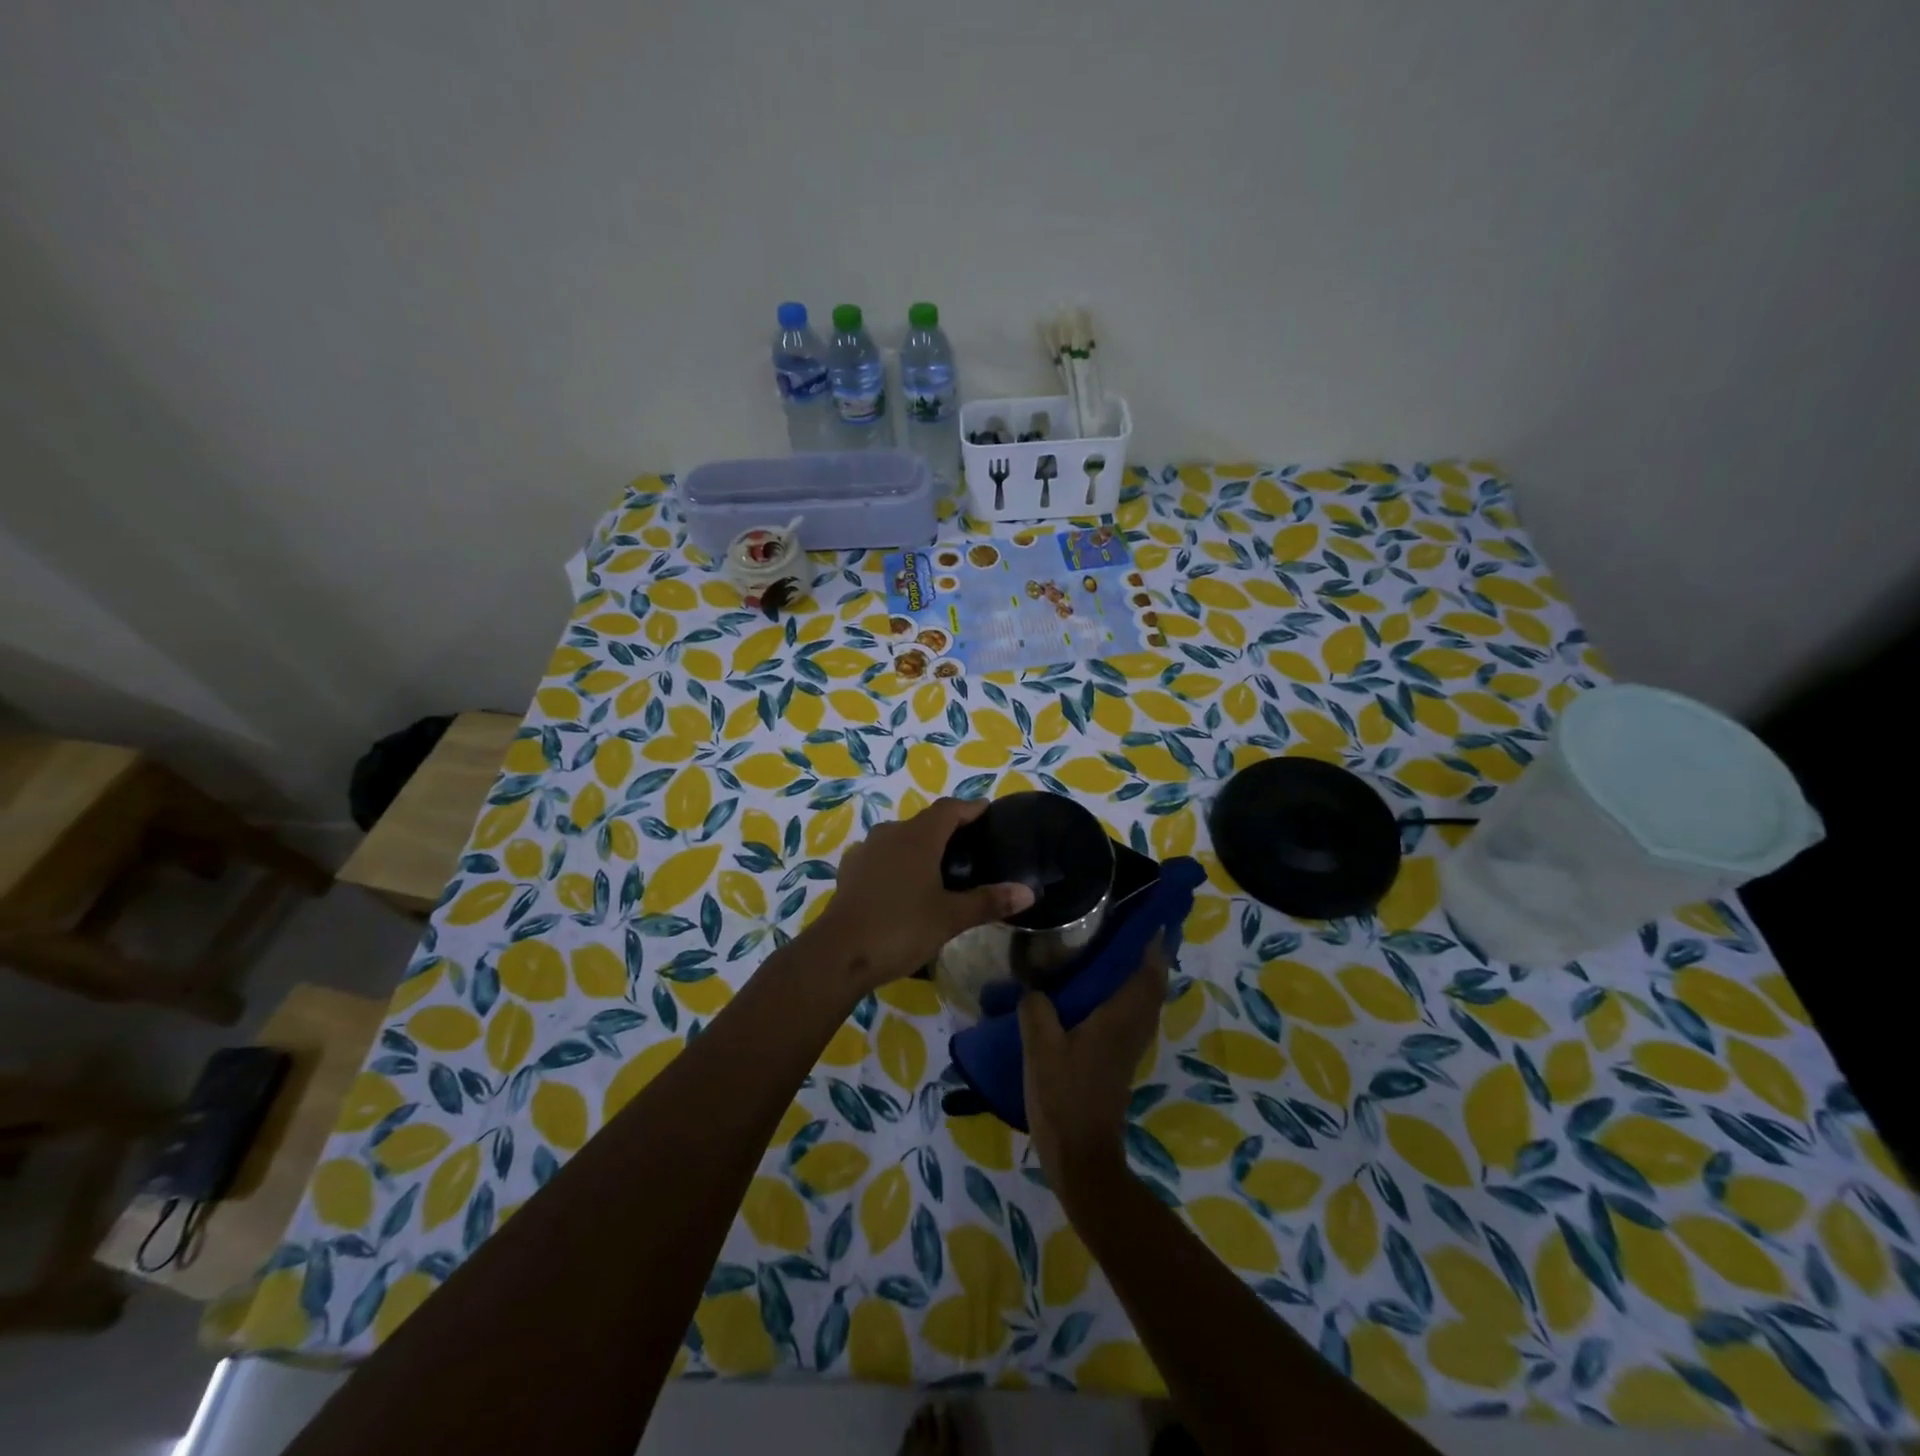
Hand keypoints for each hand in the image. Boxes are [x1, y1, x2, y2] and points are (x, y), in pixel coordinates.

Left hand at [810, 798, 1033, 992]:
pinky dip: (898, 862)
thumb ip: (988, 901)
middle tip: (970, 845)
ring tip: (939, 866)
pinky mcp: (850, 872)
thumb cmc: (901, 928)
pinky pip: (881, 856)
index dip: (970, 807)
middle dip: (947, 827)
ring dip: (920, 844)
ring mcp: (866, 851)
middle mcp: (891, 834)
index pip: (949, 809)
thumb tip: (1028, 892)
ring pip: (900, 837)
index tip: (987, 811)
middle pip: (924, 821)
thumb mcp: (951, 918)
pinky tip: (904, 884)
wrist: (838, 954)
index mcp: (918, 837)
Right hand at [1019, 935, 1168, 1208]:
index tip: (1151, 915)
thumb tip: (1033, 985)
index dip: (1153, 943)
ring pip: (1146, 1001)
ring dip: (1142, 975)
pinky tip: (1101, 993)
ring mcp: (1128, 1047)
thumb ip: (1036, 1008)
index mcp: (1118, 1018)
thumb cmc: (1064, 1096)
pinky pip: (1133, 1016)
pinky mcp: (1119, 1061)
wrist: (1082, 1156)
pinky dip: (1129, 996)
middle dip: (1151, 955)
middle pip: (1153, 985)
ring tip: (1118, 951)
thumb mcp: (1039, 1047)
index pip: (1146, 972)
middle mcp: (1132, 1028)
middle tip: (1133, 927)